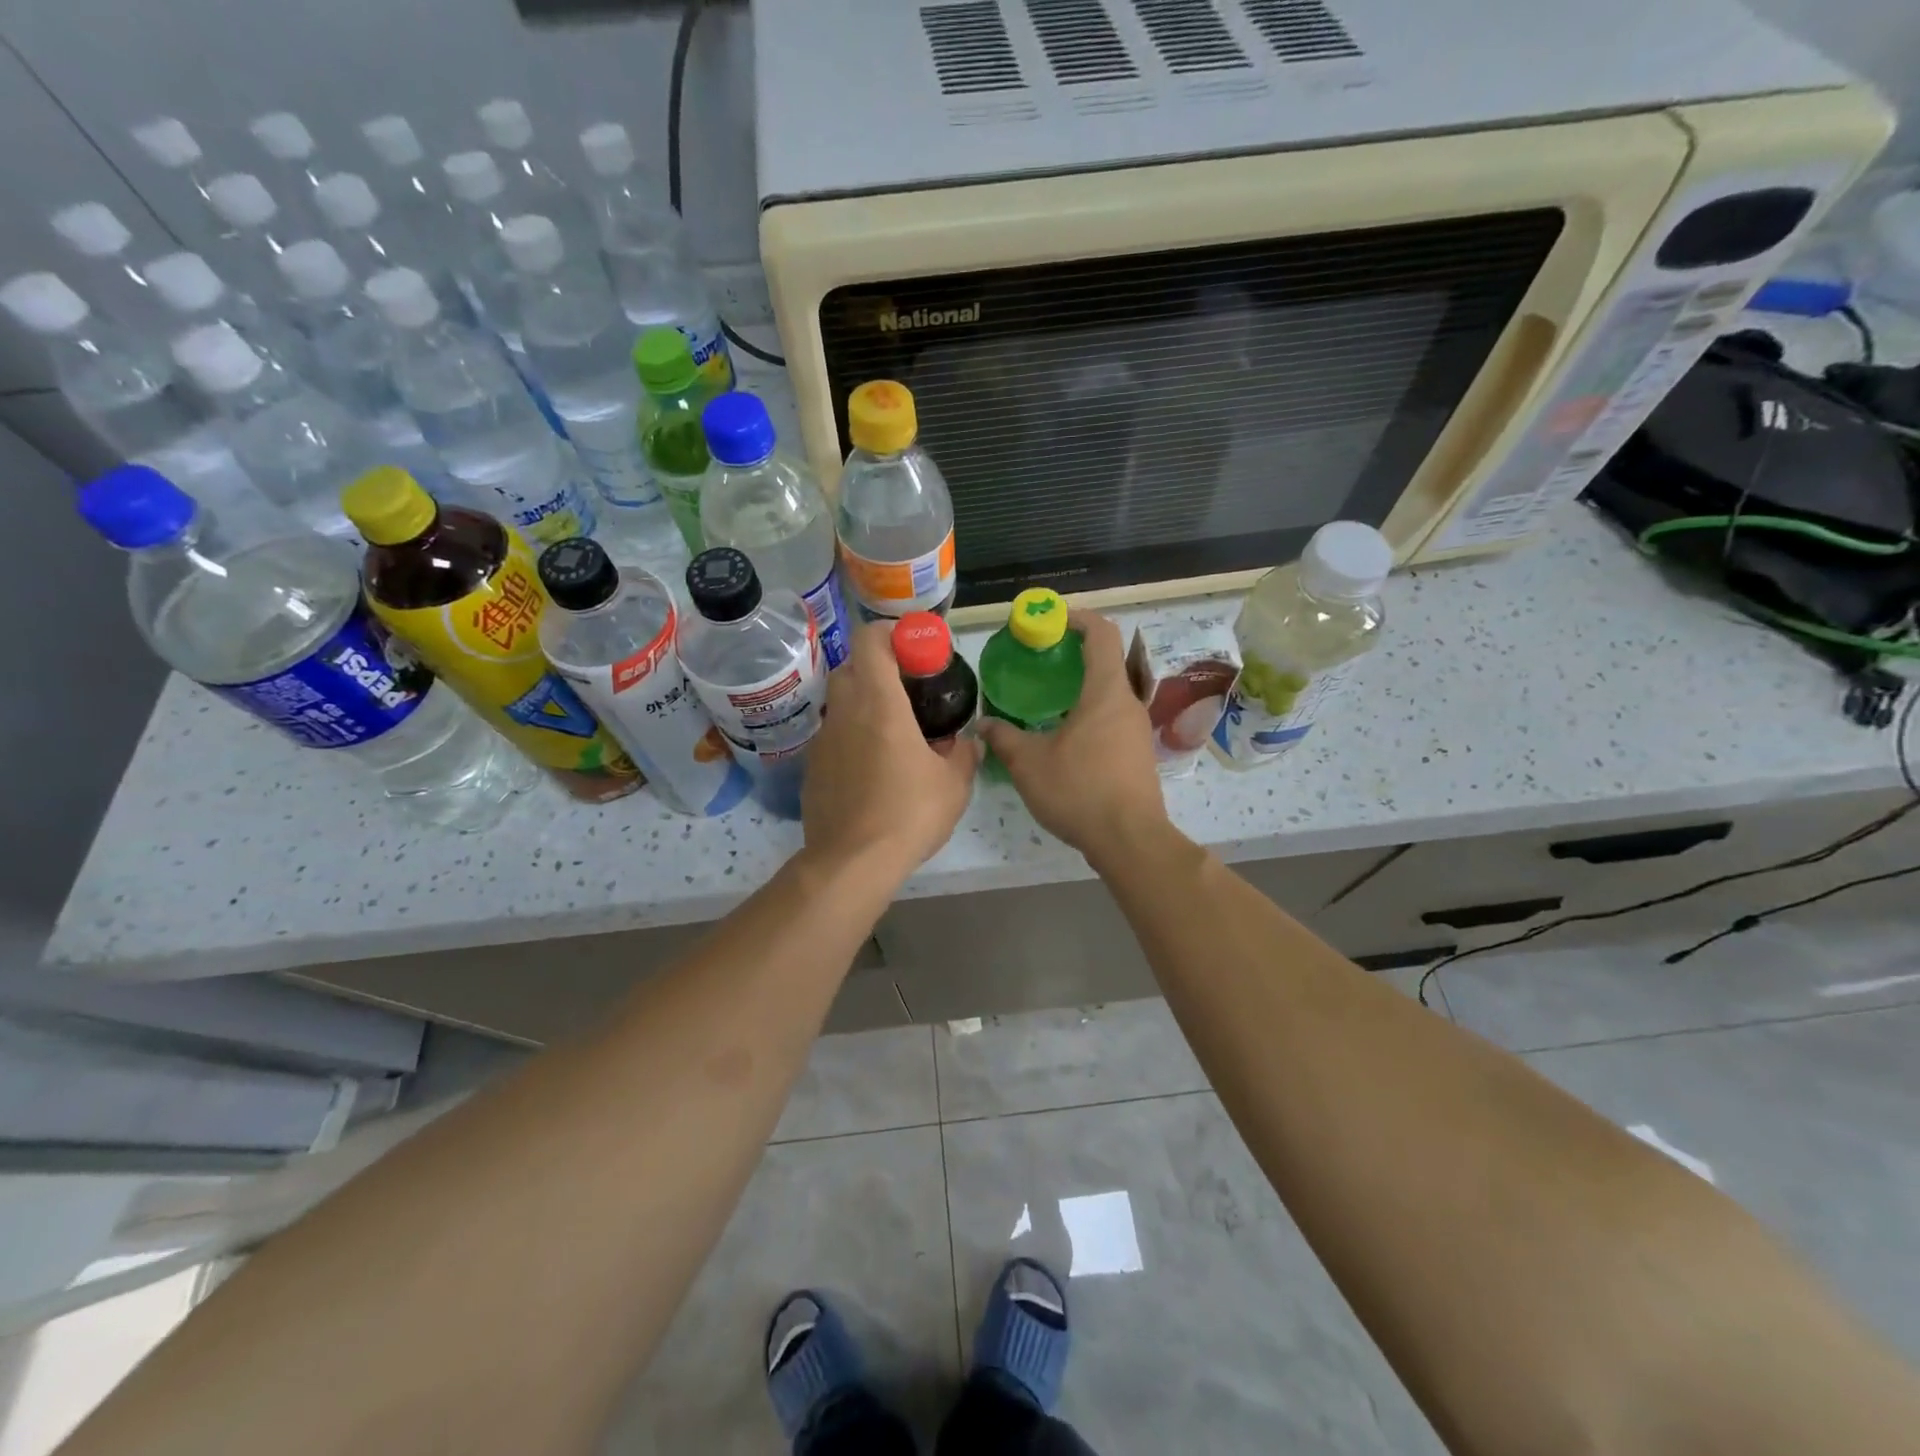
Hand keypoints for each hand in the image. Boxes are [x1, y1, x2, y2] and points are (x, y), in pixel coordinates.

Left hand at [802, 619, 979, 882]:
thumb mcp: (954, 785)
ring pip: (840, 703)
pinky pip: (833, 737)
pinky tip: (872, 770)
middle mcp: (845, 712)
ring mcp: (823, 740)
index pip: (870, 641)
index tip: (914, 649)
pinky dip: (852, 738)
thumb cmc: (909, 814)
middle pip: (852, 668)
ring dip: (864, 706)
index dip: (891, 634)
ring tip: (893, 734)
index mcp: (879, 704)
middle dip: (878, 670)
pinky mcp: (812, 767)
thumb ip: (964, 754)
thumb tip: (968, 741)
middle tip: (908, 692)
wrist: (852, 863)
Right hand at [978, 610, 1168, 861]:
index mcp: (1106, 692)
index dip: (1077, 618)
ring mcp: (1137, 731)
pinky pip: (1112, 721)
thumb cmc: (1080, 790)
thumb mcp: (1029, 764)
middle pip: (1106, 663)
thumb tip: (983, 725)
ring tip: (1045, 702)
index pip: (1101, 633)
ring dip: (1080, 690)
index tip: (1050, 620)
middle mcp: (1128, 704)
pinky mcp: (1138, 756)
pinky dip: (1088, 716)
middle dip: (1072, 656)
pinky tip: (1063, 740)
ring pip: (1109, 696)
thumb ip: (1004, 739)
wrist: (1130, 840)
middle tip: (1037, 664)